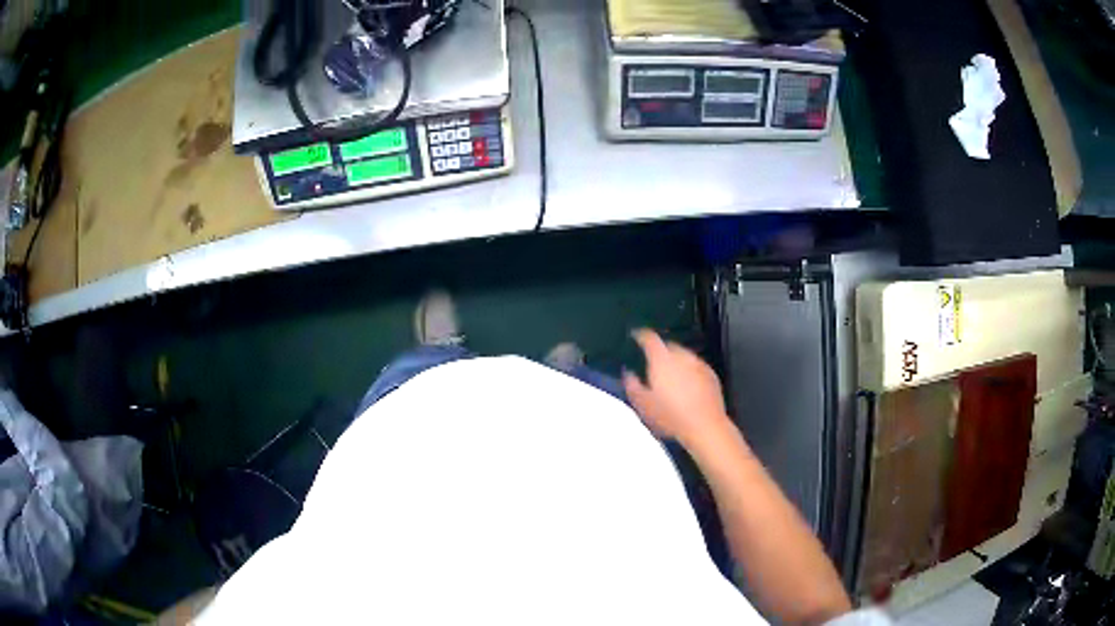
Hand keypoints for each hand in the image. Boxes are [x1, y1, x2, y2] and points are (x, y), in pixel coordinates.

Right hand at [622, 329, 733, 450]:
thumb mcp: (643, 405)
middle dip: (660, 351)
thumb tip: (628, 373)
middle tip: (653, 365)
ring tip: (670, 378)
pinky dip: (689, 371)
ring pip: (684, 356)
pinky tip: (687, 386)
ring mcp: (699, 364)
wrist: (705, 426)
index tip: (635, 336)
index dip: (641, 335)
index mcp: (662, 359)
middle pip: (668, 346)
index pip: (650, 338)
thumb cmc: (670, 416)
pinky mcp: (711, 374)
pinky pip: (696, 367)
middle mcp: (681, 356)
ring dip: (676, 362)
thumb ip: (632, 386)